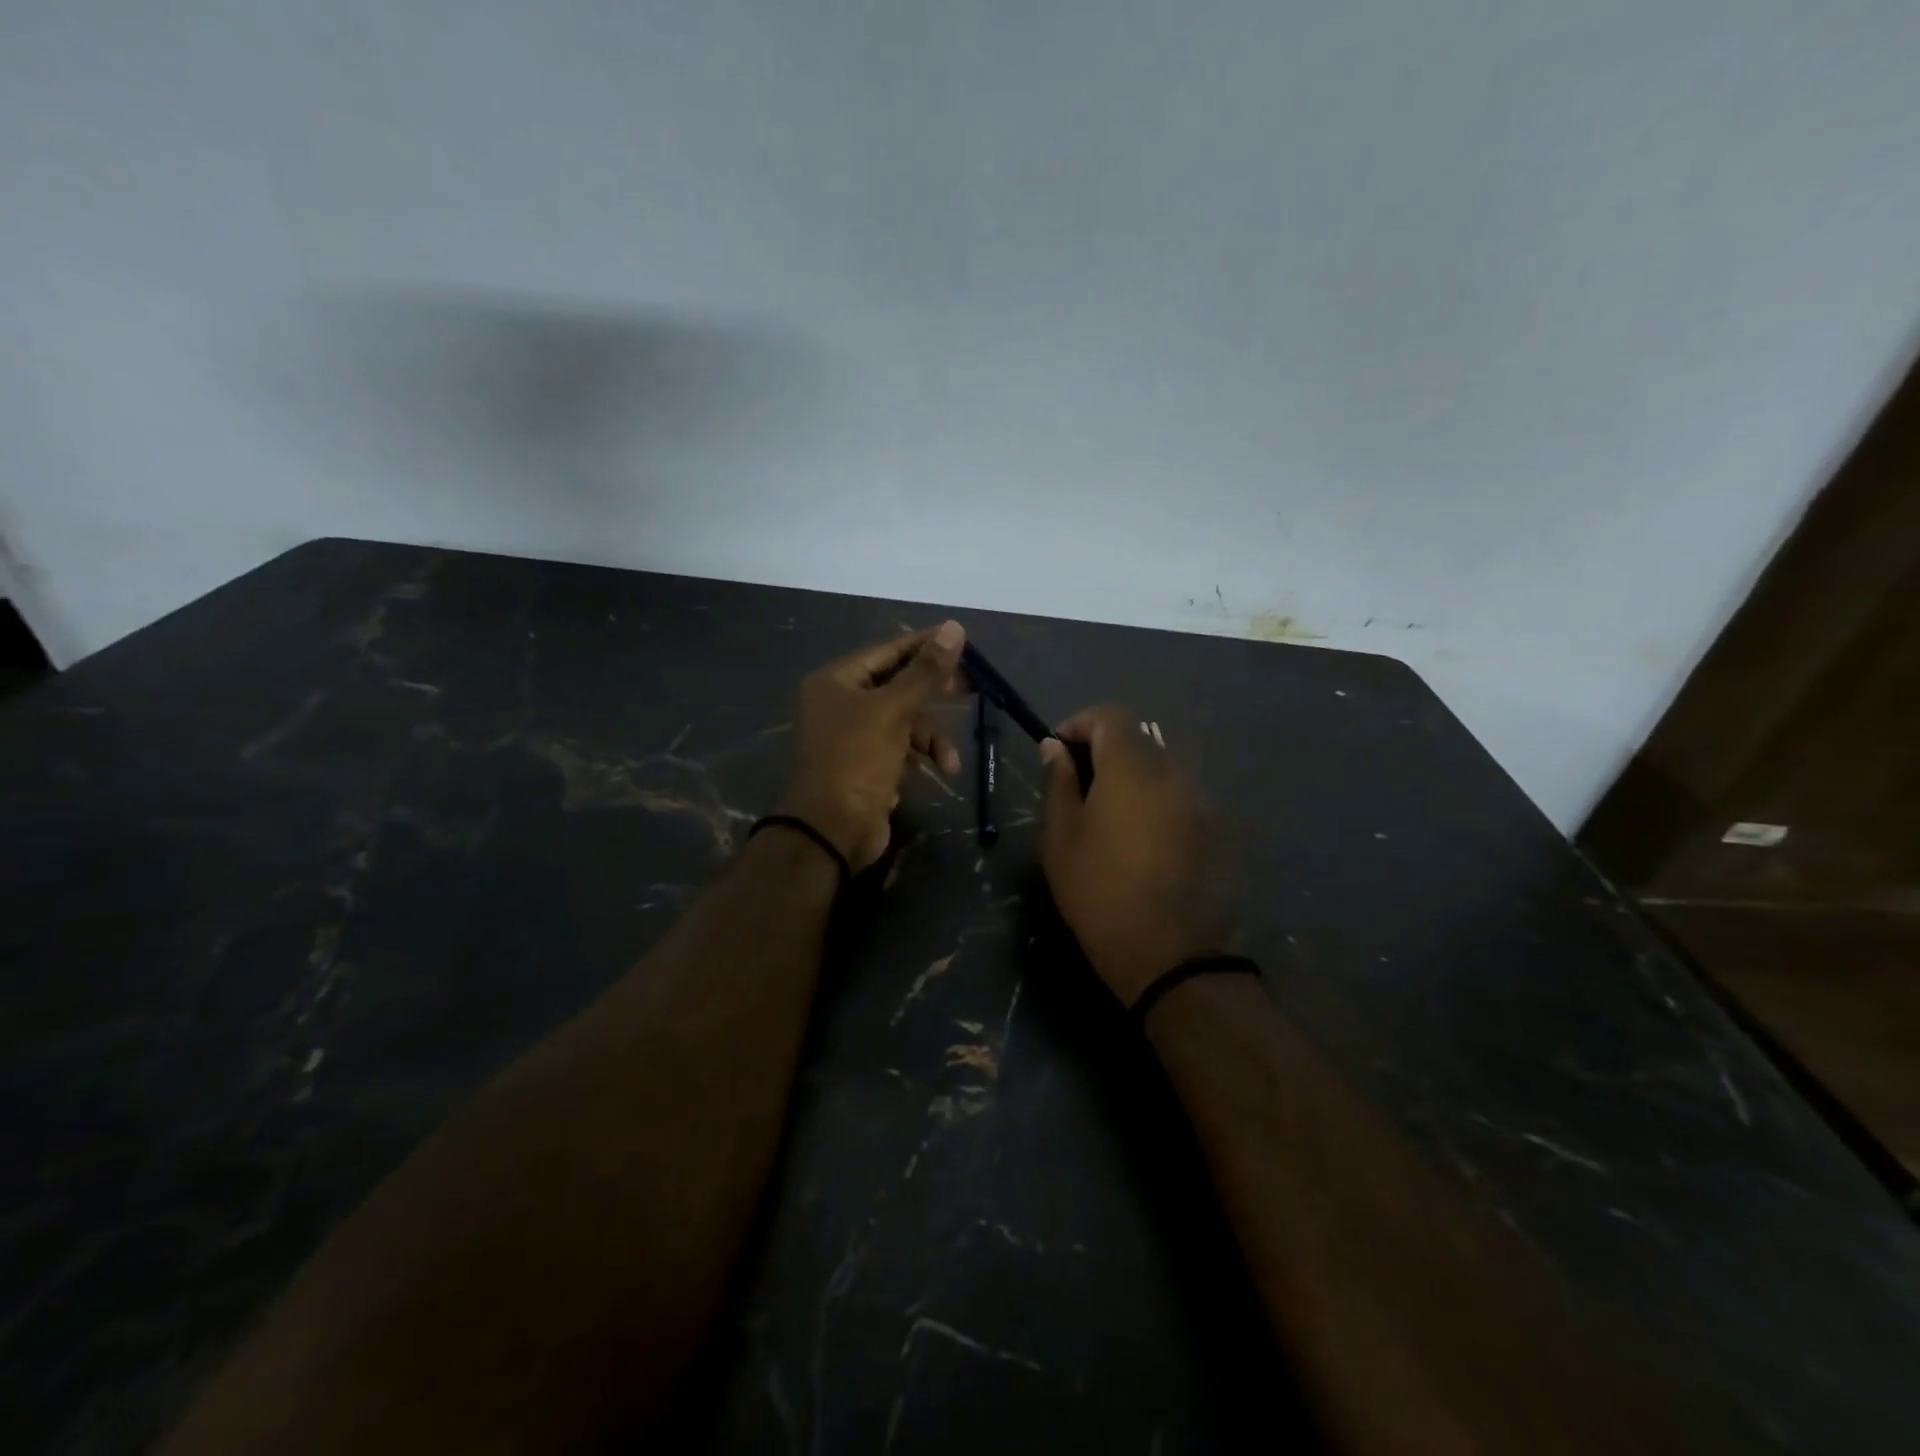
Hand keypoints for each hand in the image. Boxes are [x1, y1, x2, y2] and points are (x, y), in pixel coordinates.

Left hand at [775, 622, 966, 870]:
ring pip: (904, 720)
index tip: (962, 639)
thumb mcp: (893, 711)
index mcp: (836, 681)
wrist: (832, 830)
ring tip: (950, 760)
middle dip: (933, 692)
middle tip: (970, 688)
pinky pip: (901, 746)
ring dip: (931, 737)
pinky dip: (920, 755)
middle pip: (897, 684)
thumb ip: (925, 672)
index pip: (887, 651)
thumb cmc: (857, 760)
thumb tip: (954, 627)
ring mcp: (853, 735)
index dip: (925, 645)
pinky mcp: (867, 764)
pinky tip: (937, 772)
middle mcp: (841, 703)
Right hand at [1039, 706, 1229, 1005]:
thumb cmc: (1098, 889)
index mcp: (1131, 766)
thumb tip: (1054, 747)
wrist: (1166, 951)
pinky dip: (1150, 797)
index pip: (1109, 716)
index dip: (1079, 724)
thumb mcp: (1061, 835)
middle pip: (1136, 738)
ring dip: (1127, 774)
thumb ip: (1059, 781)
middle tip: (1075, 784)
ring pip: (1157, 766)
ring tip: (1103, 812)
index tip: (1057, 753)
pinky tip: (1135, 834)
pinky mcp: (1209, 826)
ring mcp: (1196, 799)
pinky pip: (1174, 793)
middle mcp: (1171, 771)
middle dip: (1102, 749)